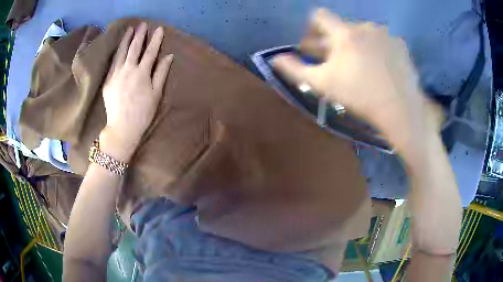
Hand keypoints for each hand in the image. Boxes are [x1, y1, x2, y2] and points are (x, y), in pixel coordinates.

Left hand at [101, 22, 172, 161]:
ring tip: (129, 30)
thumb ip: (161, 73)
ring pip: (121, 53)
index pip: (150, 52)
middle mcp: (128, 70)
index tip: (158, 29)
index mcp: (142, 73)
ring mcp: (116, 74)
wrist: (122, 128)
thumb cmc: (143, 113)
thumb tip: (169, 56)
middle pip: (135, 48)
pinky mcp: (108, 81)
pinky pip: (113, 63)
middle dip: (140, 35)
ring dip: (126, 40)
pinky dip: (117, 53)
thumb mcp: (156, 94)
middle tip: (142, 24)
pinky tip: (119, 47)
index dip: (155, 40)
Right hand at [274, 9, 436, 152]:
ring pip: (362, 33)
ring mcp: (385, 34)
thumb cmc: (359, 96)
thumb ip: (295, 70)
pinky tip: (380, 67)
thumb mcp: (322, 84)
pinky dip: (376, 49)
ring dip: (355, 44)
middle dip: (333, 41)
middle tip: (335, 61)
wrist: (400, 109)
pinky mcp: (400, 44)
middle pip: (341, 27)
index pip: (319, 16)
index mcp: (344, 33)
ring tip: (360, 66)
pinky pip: (382, 40)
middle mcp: (365, 26)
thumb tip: (275, 59)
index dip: (312, 27)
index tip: (314, 45)